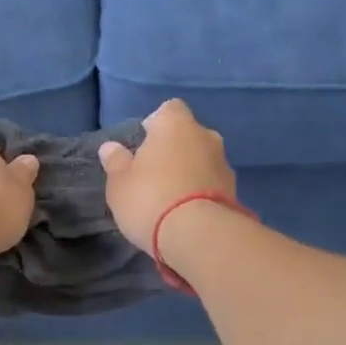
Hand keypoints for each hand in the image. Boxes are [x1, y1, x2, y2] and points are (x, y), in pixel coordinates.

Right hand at [97, 98, 237, 253]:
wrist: (199, 235)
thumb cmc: (150, 199)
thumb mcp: (120, 183)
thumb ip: (116, 162)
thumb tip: (110, 147)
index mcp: (175, 124)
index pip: (168, 109)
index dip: (155, 124)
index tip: (144, 145)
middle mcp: (205, 135)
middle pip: (187, 135)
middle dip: (174, 149)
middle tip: (154, 173)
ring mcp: (224, 163)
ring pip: (202, 159)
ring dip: (189, 171)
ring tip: (171, 198)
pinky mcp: (235, 190)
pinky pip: (212, 183)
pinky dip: (201, 190)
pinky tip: (187, 212)